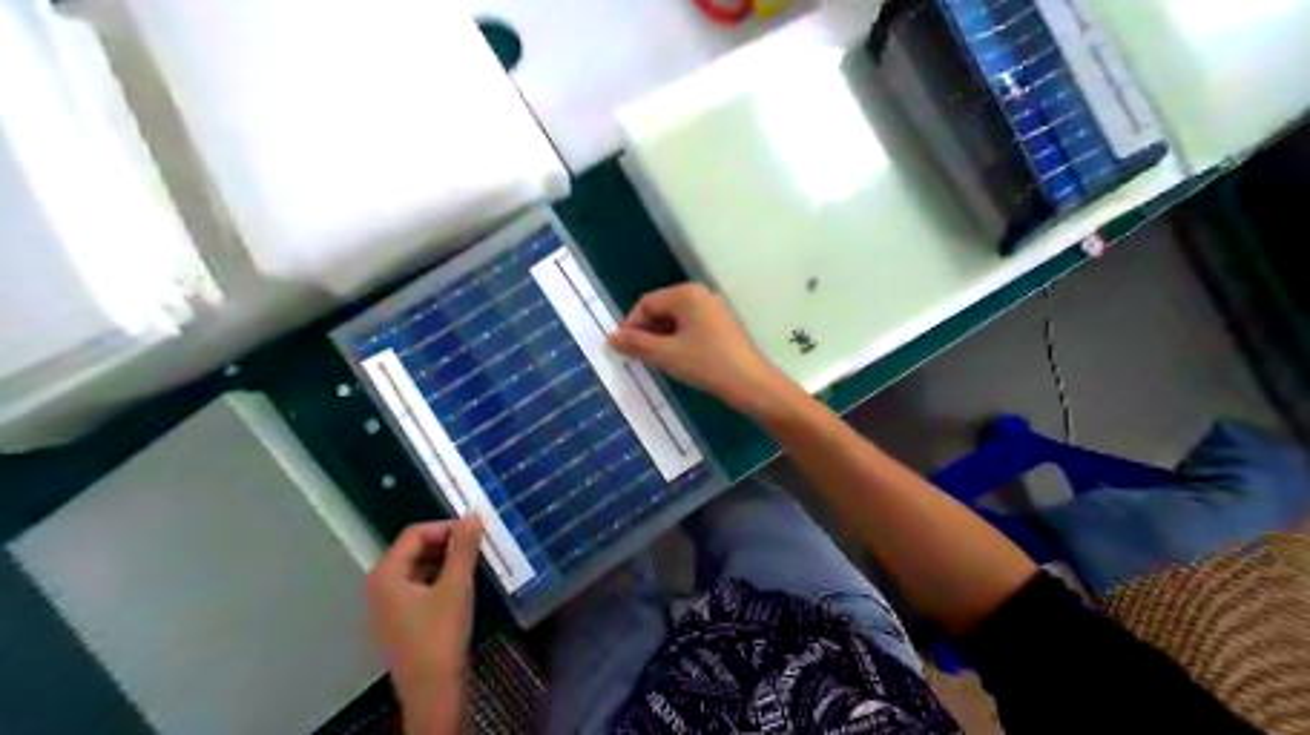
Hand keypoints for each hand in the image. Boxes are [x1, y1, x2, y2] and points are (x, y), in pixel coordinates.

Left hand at [366, 516, 483, 734]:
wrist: (432, 692)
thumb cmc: (441, 634)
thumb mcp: (456, 586)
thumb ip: (463, 548)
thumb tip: (472, 514)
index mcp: (386, 574)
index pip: (415, 534)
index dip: (446, 527)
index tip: (475, 533)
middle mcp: (379, 586)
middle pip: (413, 550)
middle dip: (446, 544)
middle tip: (477, 547)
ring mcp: (386, 606)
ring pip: (417, 569)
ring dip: (444, 562)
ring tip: (473, 565)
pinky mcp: (399, 622)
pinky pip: (417, 588)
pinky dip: (438, 580)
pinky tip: (461, 587)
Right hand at [606, 281, 787, 418]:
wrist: (751, 383)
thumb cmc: (706, 364)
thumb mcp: (666, 355)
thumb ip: (636, 344)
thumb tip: (611, 338)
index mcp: (686, 294)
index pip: (647, 303)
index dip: (631, 325)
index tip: (623, 349)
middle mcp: (701, 294)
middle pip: (662, 308)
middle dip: (646, 331)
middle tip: (637, 357)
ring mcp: (714, 309)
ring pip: (676, 319)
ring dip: (661, 337)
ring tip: (655, 361)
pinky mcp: (722, 325)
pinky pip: (691, 326)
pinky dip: (678, 340)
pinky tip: (677, 360)